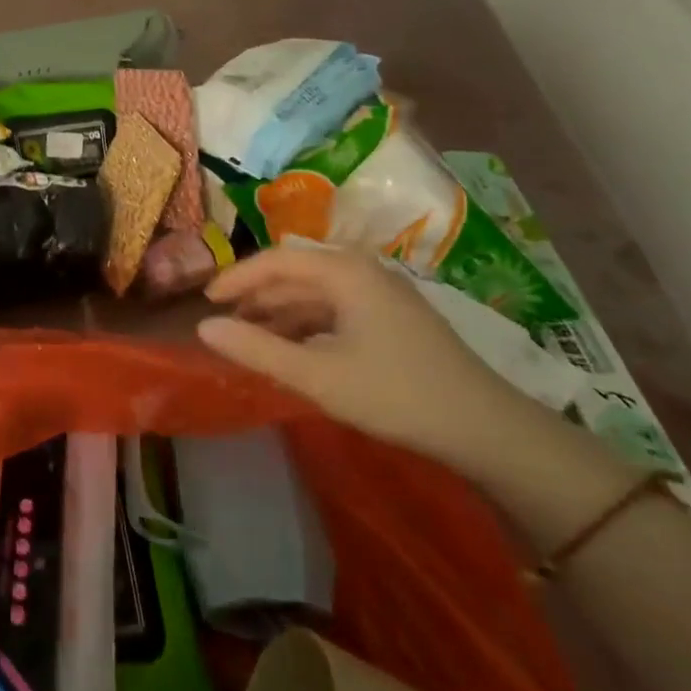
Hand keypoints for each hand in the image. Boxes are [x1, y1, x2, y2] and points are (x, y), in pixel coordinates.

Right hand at [196, 244, 524, 474]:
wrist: (487, 430)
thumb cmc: (396, 394)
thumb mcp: (316, 375)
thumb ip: (255, 349)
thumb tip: (203, 328)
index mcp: (346, 272)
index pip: (276, 260)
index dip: (237, 278)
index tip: (206, 302)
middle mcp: (364, 272)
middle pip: (296, 273)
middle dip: (257, 296)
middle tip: (224, 322)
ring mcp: (383, 295)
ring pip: (316, 293)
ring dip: (279, 312)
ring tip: (250, 338)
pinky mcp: (394, 319)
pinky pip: (336, 310)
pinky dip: (306, 325)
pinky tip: (293, 349)